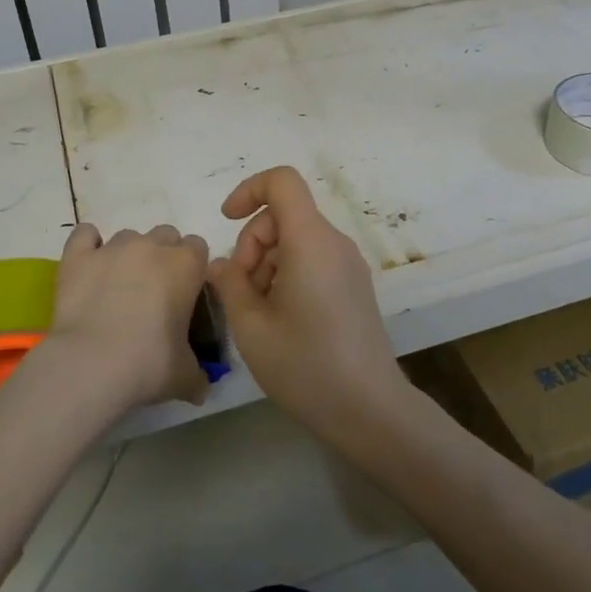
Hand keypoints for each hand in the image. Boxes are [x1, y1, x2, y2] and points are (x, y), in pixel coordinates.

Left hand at [34, 222, 210, 411]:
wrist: (91, 364)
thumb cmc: (148, 364)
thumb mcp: (184, 376)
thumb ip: (197, 375)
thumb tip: (201, 389)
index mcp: (187, 265)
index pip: (198, 248)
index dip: (191, 268)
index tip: (185, 292)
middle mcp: (152, 246)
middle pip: (165, 235)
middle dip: (162, 256)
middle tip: (154, 291)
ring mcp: (113, 247)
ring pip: (128, 236)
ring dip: (129, 254)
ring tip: (118, 287)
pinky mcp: (78, 256)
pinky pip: (85, 235)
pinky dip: (88, 245)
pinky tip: (89, 265)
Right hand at [207, 167, 407, 435]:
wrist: (369, 409)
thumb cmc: (305, 365)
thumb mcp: (251, 325)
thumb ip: (229, 284)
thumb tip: (221, 264)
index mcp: (311, 240)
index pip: (282, 182)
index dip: (248, 190)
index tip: (226, 221)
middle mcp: (334, 243)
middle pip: (285, 215)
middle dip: (252, 243)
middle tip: (241, 292)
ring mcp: (348, 265)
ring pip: (297, 240)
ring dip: (267, 263)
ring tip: (259, 313)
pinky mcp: (354, 286)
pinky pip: (314, 260)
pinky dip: (288, 274)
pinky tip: (281, 319)